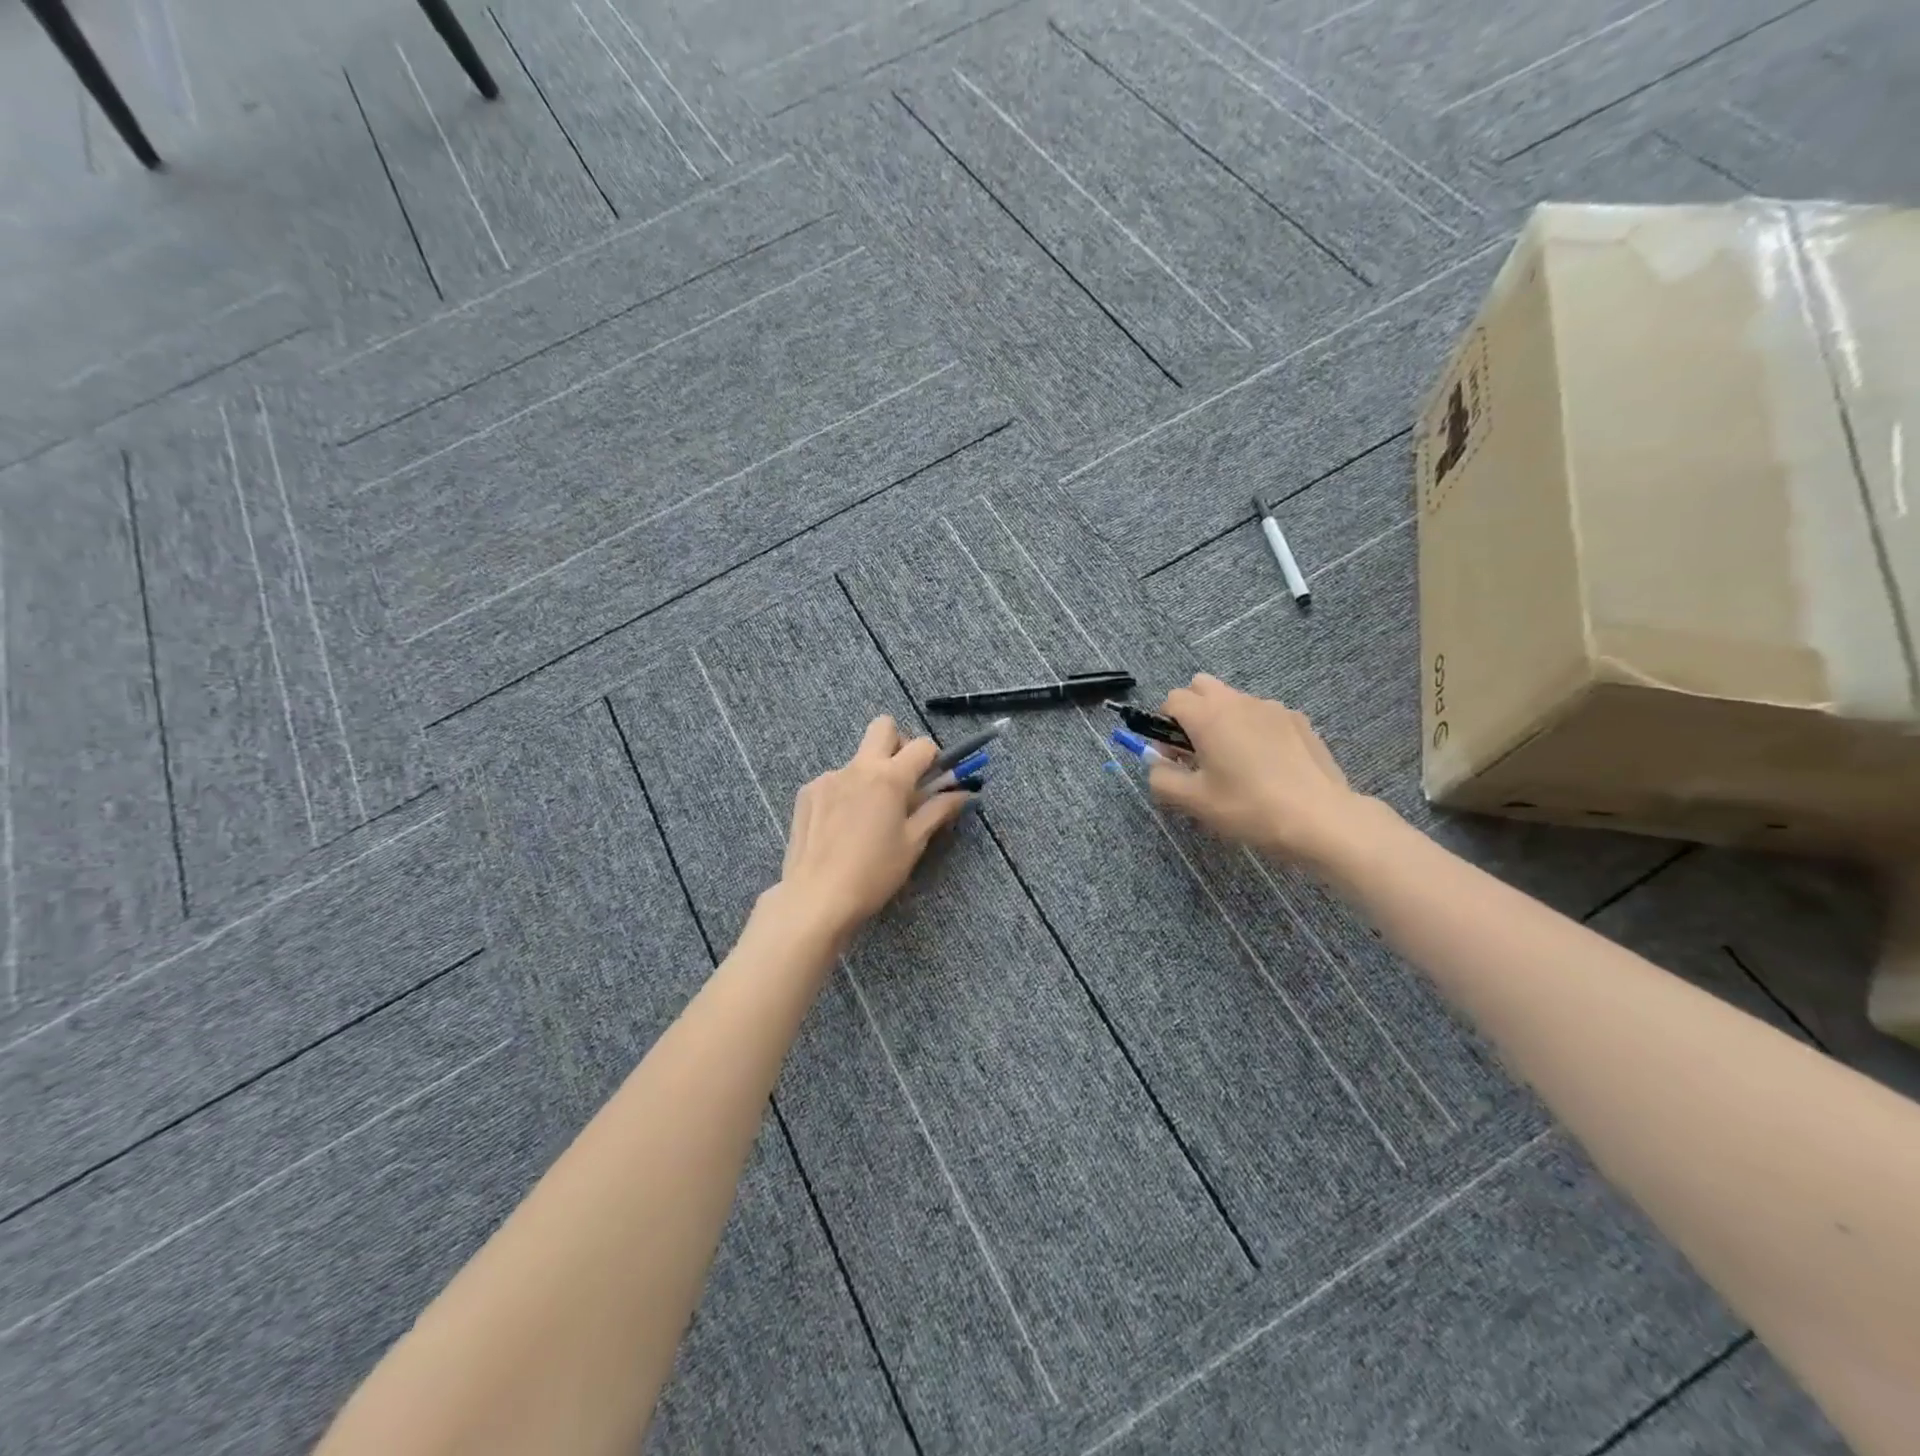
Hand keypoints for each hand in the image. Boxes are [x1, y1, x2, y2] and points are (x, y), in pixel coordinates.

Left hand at [772, 716, 971, 941]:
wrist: (816, 897)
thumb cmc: (874, 873)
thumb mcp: (913, 843)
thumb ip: (938, 810)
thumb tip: (965, 793)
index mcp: (889, 777)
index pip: (922, 745)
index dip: (934, 758)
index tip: (933, 780)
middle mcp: (857, 767)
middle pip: (883, 727)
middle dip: (899, 744)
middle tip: (903, 780)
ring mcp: (828, 777)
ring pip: (858, 758)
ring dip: (871, 774)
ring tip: (868, 817)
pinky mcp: (807, 793)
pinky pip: (835, 780)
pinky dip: (846, 793)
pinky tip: (841, 827)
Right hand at [1147, 674, 1375, 869]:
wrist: (1320, 819)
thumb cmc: (1249, 807)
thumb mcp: (1194, 801)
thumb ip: (1161, 778)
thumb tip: (1157, 764)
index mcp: (1208, 715)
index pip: (1172, 699)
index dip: (1163, 726)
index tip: (1174, 757)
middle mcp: (1239, 701)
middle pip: (1202, 687)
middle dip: (1192, 712)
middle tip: (1199, 752)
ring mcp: (1273, 708)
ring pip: (1234, 701)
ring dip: (1224, 721)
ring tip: (1237, 763)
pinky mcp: (1299, 720)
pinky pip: (1263, 715)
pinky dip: (1255, 731)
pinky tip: (1268, 766)